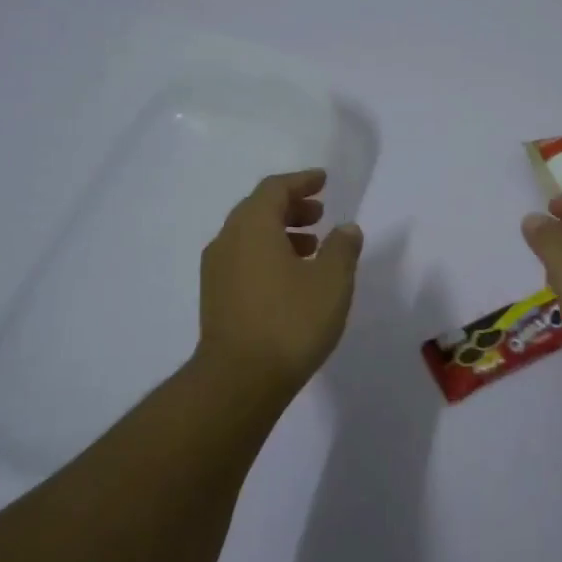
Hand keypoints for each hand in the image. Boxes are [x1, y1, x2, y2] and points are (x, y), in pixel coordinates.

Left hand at [195, 169, 363, 400]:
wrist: (239, 380)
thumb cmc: (290, 322)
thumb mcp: (332, 281)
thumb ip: (342, 248)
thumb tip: (346, 229)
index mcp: (252, 226)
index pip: (275, 189)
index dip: (301, 181)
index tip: (323, 181)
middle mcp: (227, 241)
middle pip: (258, 209)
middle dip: (291, 207)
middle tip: (320, 213)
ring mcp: (217, 271)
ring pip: (250, 236)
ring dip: (281, 233)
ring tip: (312, 247)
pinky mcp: (216, 298)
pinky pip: (243, 259)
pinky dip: (268, 255)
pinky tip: (292, 279)